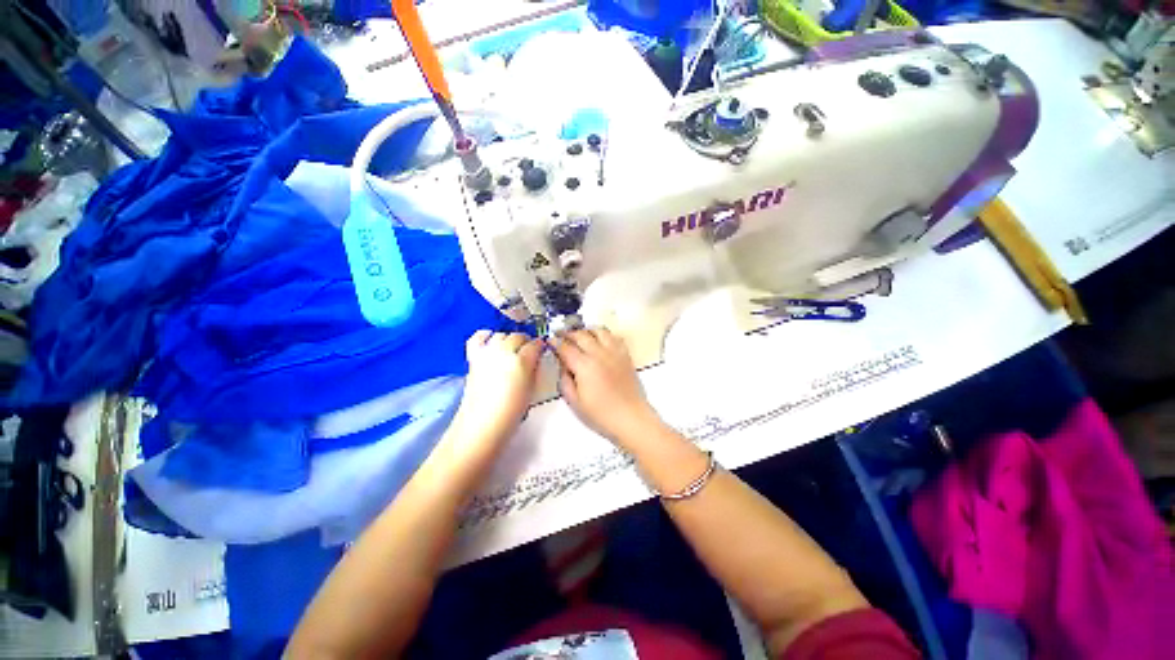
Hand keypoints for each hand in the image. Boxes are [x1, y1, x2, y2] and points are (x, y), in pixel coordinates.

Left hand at [451, 330, 542, 447]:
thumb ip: (534, 369)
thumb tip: (535, 359)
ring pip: (501, 335)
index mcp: (521, 361)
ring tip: (512, 350)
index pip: (535, 344)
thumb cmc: (511, 413)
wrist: (482, 426)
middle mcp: (503, 352)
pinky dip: (486, 336)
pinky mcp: (473, 358)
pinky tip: (491, 340)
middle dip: (525, 342)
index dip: (540, 346)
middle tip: (528, 353)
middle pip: (518, 336)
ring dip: (508, 340)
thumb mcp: (531, 389)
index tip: (542, 350)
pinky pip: (478, 338)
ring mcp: (486, 353)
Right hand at [551, 329, 661, 447]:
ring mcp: (614, 352)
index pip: (565, 347)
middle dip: (568, 333)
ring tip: (580, 335)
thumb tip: (563, 366)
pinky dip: (605, 335)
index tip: (550, 340)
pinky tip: (601, 341)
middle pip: (581, 335)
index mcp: (584, 365)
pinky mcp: (625, 355)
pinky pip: (614, 337)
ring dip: (587, 330)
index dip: (555, 342)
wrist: (630, 418)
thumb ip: (565, 380)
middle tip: (561, 335)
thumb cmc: (601, 415)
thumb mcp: (574, 402)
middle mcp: (599, 354)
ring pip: (599, 330)